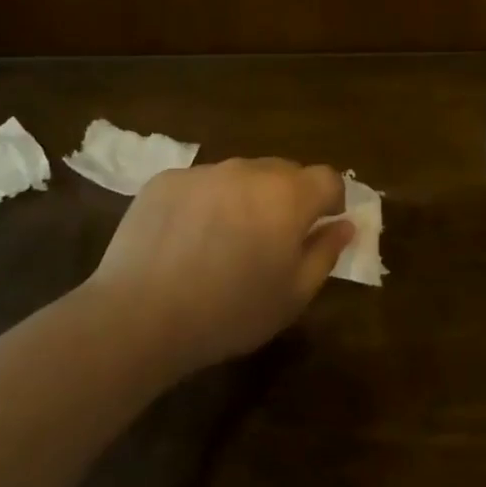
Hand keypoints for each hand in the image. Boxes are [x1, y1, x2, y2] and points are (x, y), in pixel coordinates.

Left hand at [85, 158, 354, 377]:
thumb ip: (326, 253)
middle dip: (289, 198)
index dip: (331, 201)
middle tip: (272, 239)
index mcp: (288, 197)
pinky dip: (206, 202)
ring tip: (225, 240)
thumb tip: (345, 225)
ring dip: (246, 198)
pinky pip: (201, 184)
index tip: (320, 227)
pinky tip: (187, 240)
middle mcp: (249, 171)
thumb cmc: (230, 312)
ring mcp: (204, 172)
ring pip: (241, 175)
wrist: (140, 315)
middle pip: (284, 172)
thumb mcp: (293, 295)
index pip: (328, 178)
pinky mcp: (166, 180)